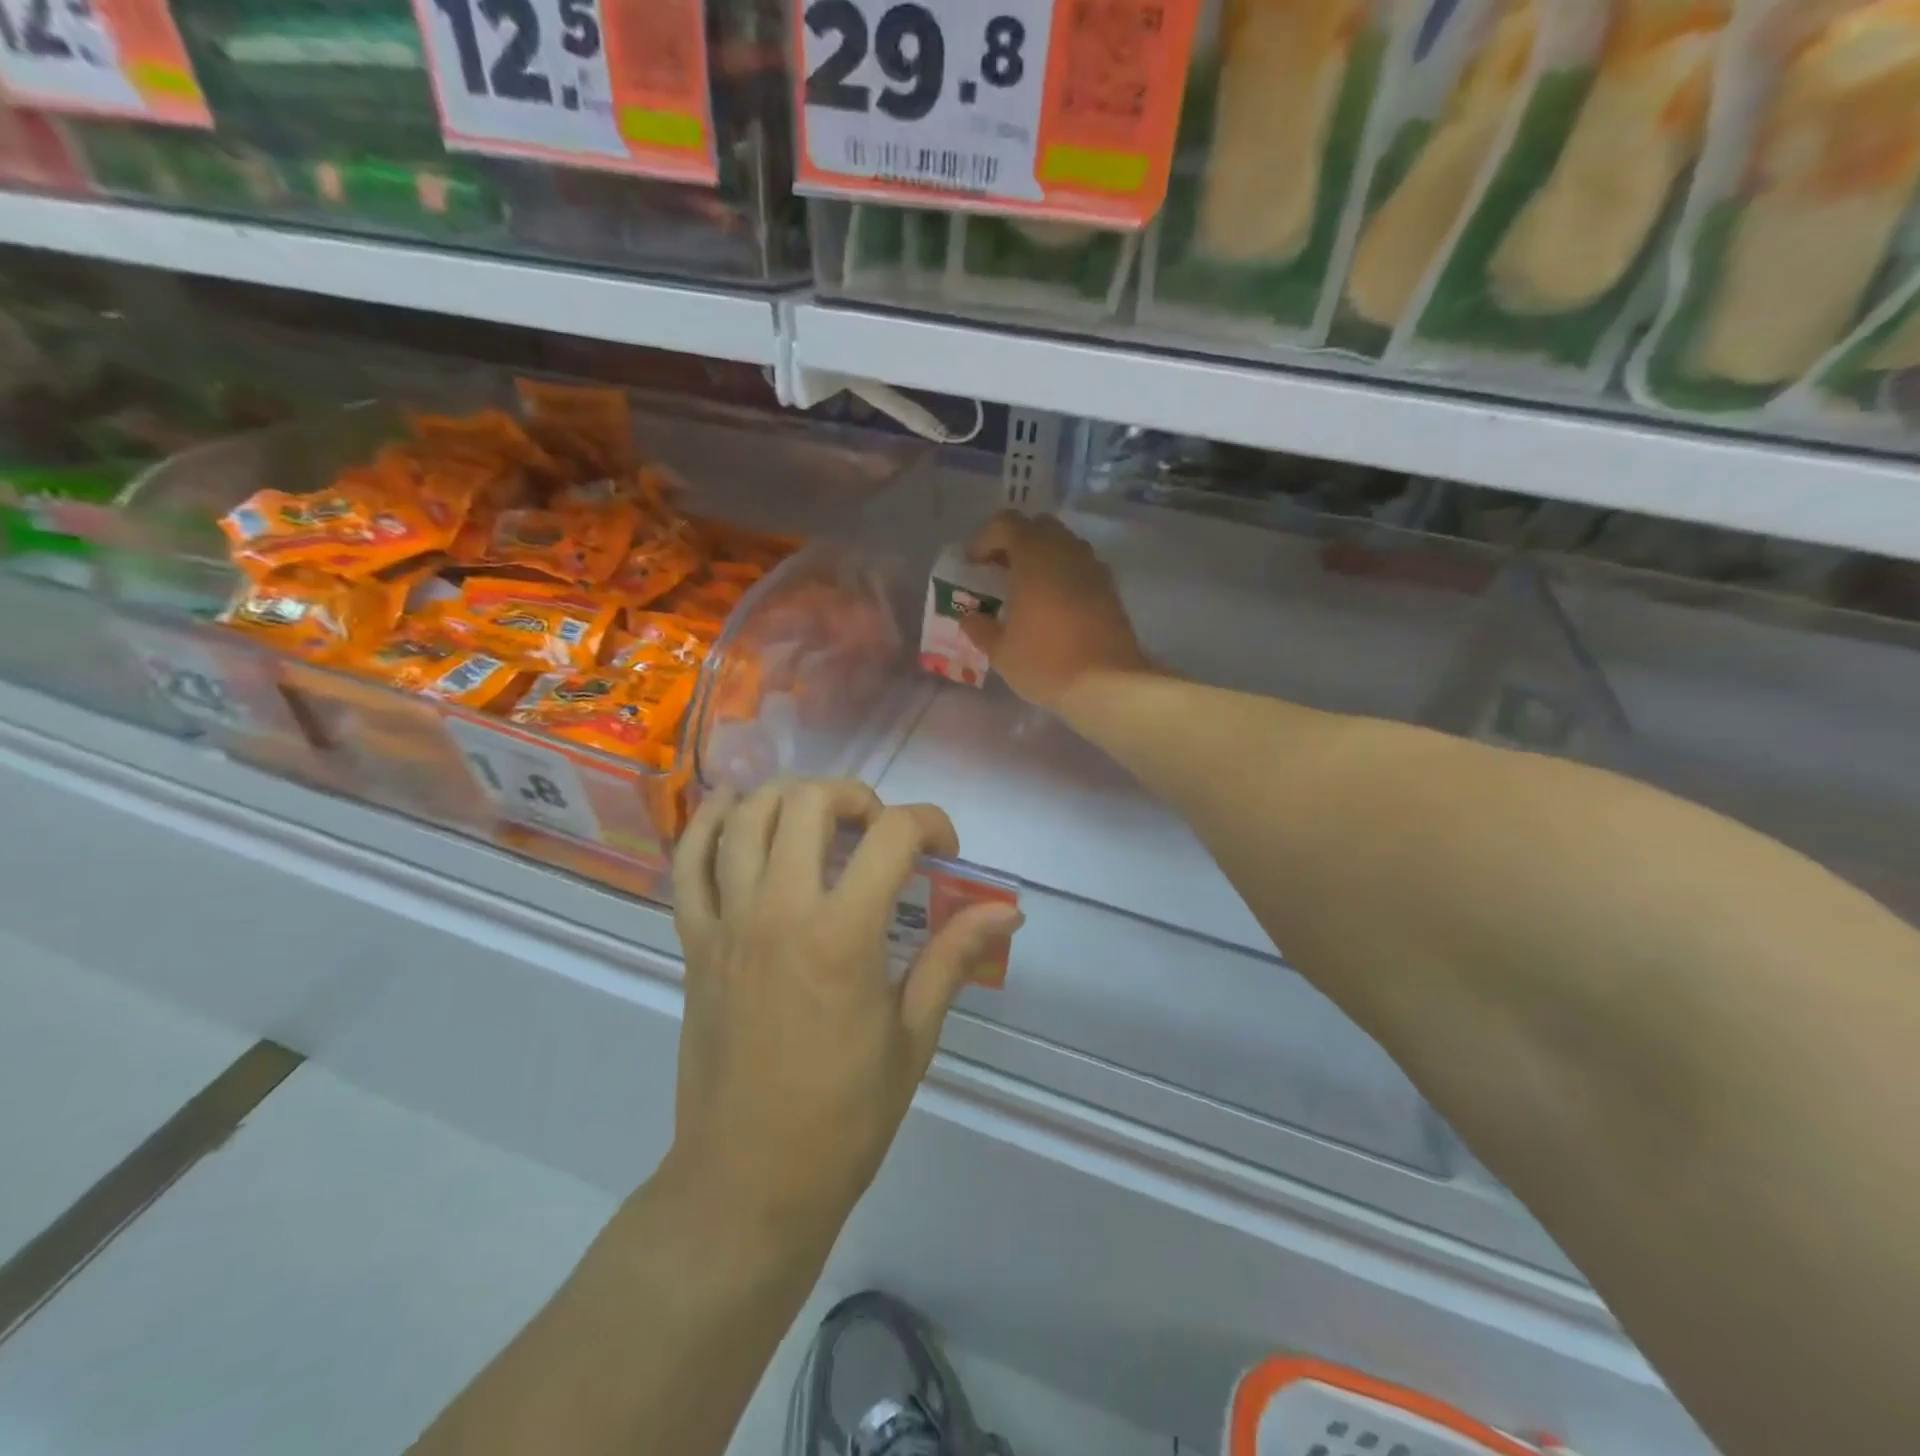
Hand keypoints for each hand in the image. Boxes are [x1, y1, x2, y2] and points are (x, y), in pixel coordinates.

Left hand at [666, 779, 1021, 1248]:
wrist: (748, 1181)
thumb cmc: (844, 1117)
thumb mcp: (913, 1035)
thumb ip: (953, 956)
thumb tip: (1008, 911)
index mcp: (843, 935)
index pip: (893, 834)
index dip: (930, 824)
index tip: (945, 851)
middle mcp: (779, 910)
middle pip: (810, 802)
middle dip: (857, 798)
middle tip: (878, 833)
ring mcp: (727, 922)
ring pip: (747, 816)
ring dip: (790, 798)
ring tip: (820, 820)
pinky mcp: (694, 942)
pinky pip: (689, 862)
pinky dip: (708, 822)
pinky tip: (735, 807)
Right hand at [963, 511, 1148, 710]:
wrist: (1108, 683)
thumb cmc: (1046, 662)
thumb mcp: (1001, 652)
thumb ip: (980, 628)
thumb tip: (970, 617)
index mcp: (1033, 557)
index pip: (1006, 523)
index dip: (985, 539)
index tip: (974, 565)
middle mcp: (1065, 551)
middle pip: (1037, 526)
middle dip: (1016, 542)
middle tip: (1001, 571)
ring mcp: (1092, 567)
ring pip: (1063, 544)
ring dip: (1042, 556)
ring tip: (1028, 589)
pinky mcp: (1110, 587)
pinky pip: (1081, 566)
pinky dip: (1064, 573)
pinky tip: (1055, 604)